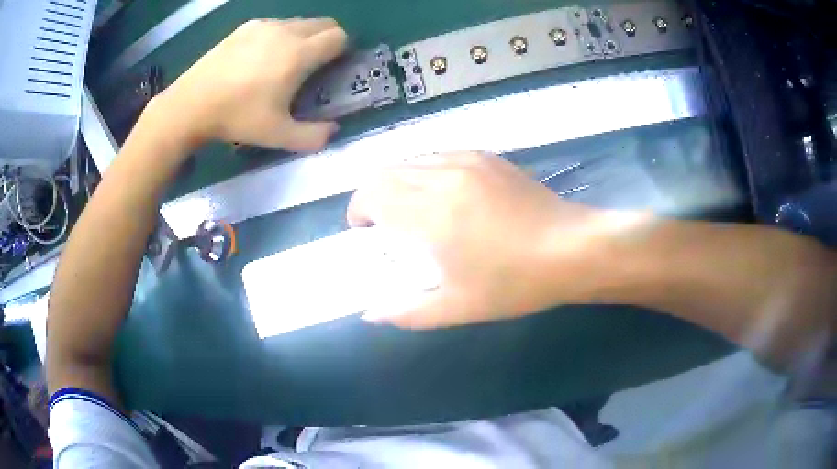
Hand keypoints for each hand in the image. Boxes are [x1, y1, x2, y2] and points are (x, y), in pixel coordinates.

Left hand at [154, 18, 346, 151]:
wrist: (190, 105)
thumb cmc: (236, 118)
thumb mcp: (277, 136)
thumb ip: (313, 136)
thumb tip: (334, 130)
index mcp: (298, 54)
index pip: (339, 37)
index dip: (342, 52)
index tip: (331, 69)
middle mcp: (285, 31)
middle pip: (324, 23)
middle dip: (328, 40)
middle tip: (313, 65)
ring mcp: (263, 25)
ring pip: (300, 22)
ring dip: (305, 37)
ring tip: (285, 62)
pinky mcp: (245, 27)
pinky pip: (276, 24)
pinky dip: (281, 35)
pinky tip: (261, 57)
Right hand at [348, 152, 625, 328]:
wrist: (573, 249)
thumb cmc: (516, 282)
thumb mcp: (459, 307)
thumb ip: (407, 312)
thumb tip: (371, 315)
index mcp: (431, 212)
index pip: (372, 193)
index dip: (359, 210)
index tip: (365, 231)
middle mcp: (443, 175)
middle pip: (386, 171)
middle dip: (374, 195)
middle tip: (386, 224)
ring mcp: (468, 160)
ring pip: (413, 160)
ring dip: (400, 182)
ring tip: (415, 210)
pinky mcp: (488, 157)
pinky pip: (441, 156)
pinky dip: (427, 172)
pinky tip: (447, 196)